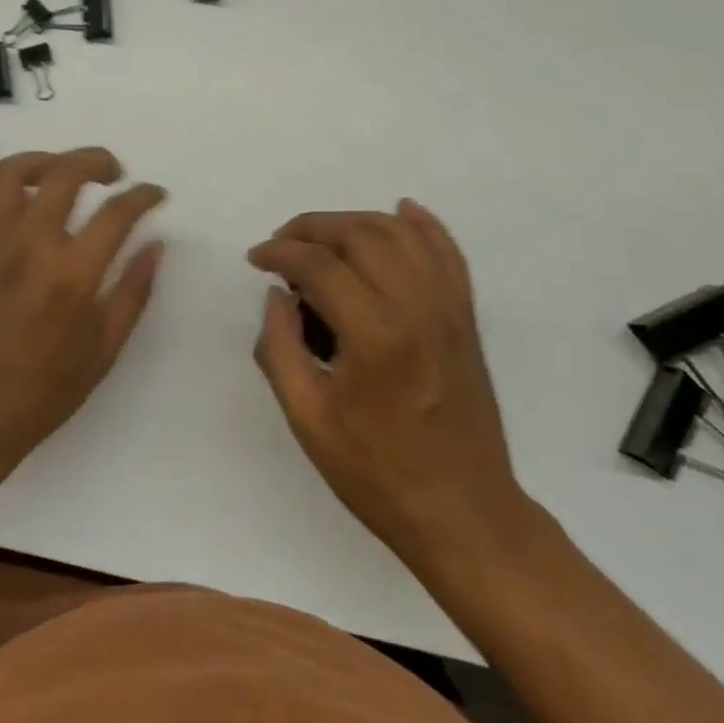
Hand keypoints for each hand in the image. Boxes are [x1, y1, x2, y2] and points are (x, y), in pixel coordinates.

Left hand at [0, 147, 165, 473]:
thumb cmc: (44, 392)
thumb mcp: (104, 350)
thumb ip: (134, 292)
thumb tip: (156, 245)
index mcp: (71, 276)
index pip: (117, 212)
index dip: (143, 195)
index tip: (154, 195)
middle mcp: (27, 247)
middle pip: (63, 173)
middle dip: (96, 160)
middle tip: (113, 172)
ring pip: (7, 173)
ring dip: (40, 160)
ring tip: (59, 172)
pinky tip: (5, 200)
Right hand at [247, 200, 529, 572]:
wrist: (463, 512)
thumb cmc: (377, 473)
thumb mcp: (308, 419)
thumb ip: (280, 348)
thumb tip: (278, 296)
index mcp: (376, 336)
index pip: (320, 265)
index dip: (280, 253)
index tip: (257, 259)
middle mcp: (418, 308)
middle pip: (361, 234)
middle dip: (313, 227)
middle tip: (282, 244)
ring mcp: (449, 309)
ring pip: (402, 233)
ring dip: (357, 221)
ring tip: (323, 237)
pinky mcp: (467, 318)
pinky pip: (449, 252)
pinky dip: (424, 224)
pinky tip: (402, 210)